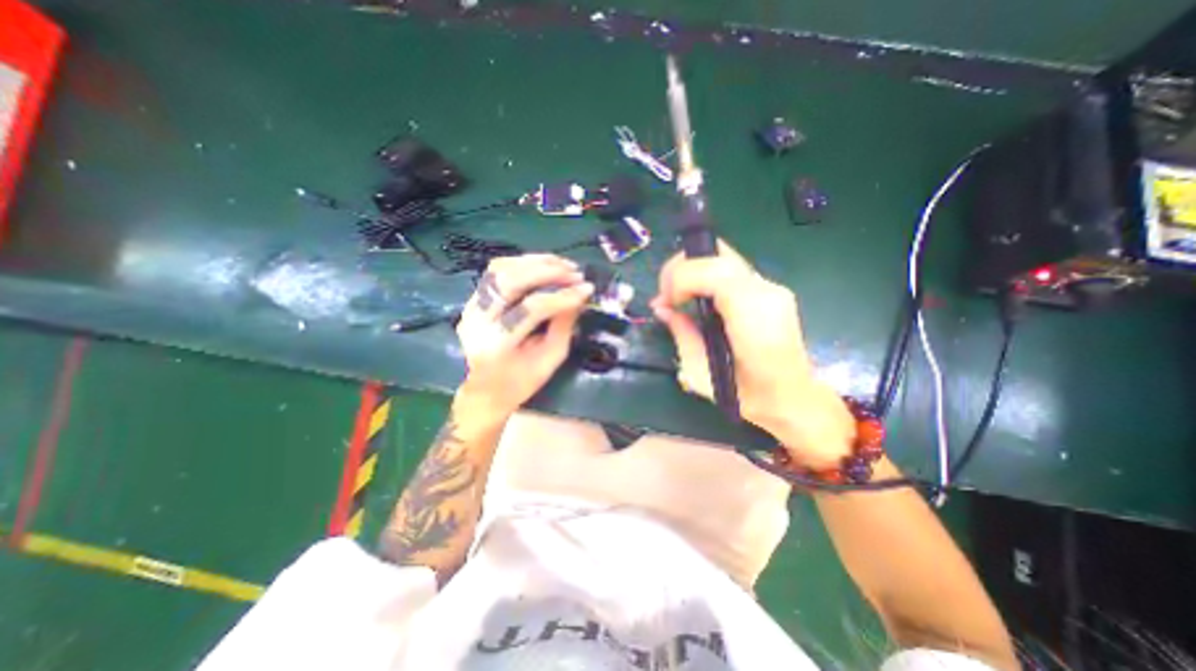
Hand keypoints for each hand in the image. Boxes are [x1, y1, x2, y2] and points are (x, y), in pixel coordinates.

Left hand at [453, 255, 590, 416]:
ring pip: (501, 269)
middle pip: (511, 281)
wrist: (485, 391)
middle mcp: (477, 320)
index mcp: (497, 345)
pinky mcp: (472, 299)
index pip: (531, 309)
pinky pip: (496, 271)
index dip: (562, 296)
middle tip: (575, 272)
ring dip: (535, 262)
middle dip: (547, 271)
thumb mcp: (551, 359)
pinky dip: (522, 263)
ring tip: (563, 265)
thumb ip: (564, 325)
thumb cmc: (522, 381)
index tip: (586, 289)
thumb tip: (579, 295)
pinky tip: (542, 265)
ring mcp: (470, 306)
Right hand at [653, 245, 859, 469]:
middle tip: (666, 294)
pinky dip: (707, 276)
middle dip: (682, 268)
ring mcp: (773, 288)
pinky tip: (698, 298)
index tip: (666, 302)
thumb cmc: (747, 396)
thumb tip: (661, 309)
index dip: (680, 278)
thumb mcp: (701, 373)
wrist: (793, 399)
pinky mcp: (772, 291)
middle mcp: (767, 292)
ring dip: (694, 271)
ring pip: (724, 257)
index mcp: (752, 316)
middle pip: (718, 255)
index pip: (711, 270)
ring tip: (678, 296)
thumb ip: (681, 333)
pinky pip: (731, 271)